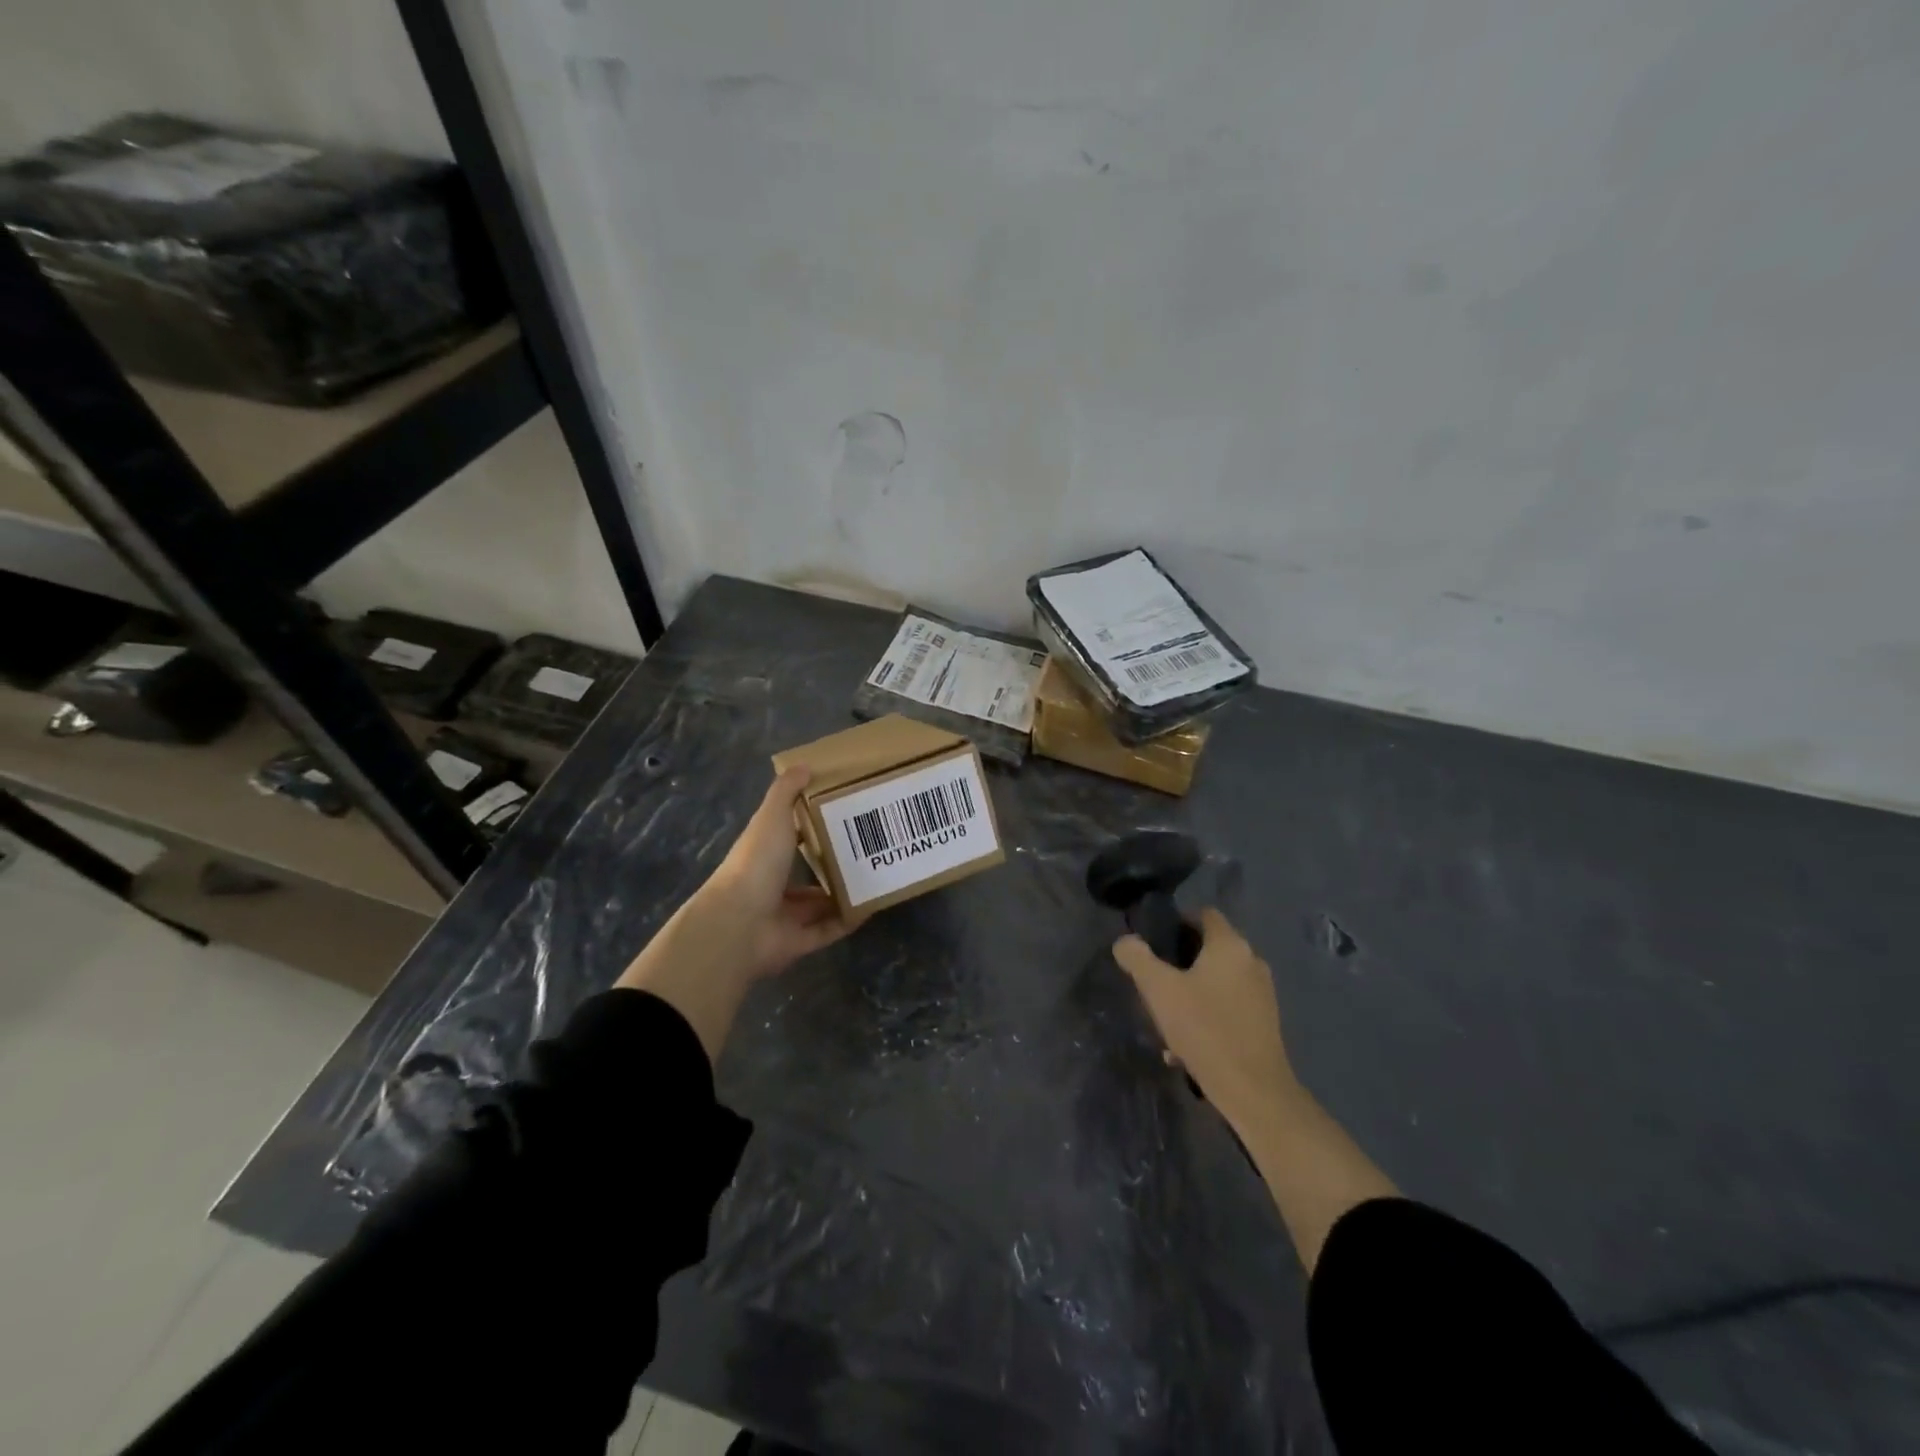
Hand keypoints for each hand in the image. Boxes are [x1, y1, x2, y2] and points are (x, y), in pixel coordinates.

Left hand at [618, 768, 851, 1061]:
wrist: (739, 923)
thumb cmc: (756, 863)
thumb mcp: (771, 817)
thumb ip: (786, 792)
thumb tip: (805, 765)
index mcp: (765, 854)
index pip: (789, 838)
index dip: (813, 826)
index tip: (845, 813)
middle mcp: (773, 885)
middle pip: (807, 874)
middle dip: (835, 863)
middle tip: (871, 847)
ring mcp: (785, 917)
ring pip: (820, 904)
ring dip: (845, 892)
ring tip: (878, 874)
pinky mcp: (799, 942)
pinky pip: (830, 930)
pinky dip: (849, 920)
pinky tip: (874, 905)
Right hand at [1113, 908, 1295, 1126]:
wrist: (1254, 1092)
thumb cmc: (1205, 1029)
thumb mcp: (1159, 990)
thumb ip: (1138, 958)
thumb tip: (1125, 941)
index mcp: (1230, 945)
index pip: (1203, 914)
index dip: (1176, 922)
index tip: (1153, 943)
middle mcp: (1252, 962)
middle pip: (1209, 949)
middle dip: (1179, 963)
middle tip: (1154, 984)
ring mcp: (1263, 993)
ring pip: (1216, 981)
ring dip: (1191, 994)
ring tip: (1166, 1022)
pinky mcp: (1265, 1023)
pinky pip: (1228, 1007)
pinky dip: (1207, 1016)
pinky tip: (1186, 1048)